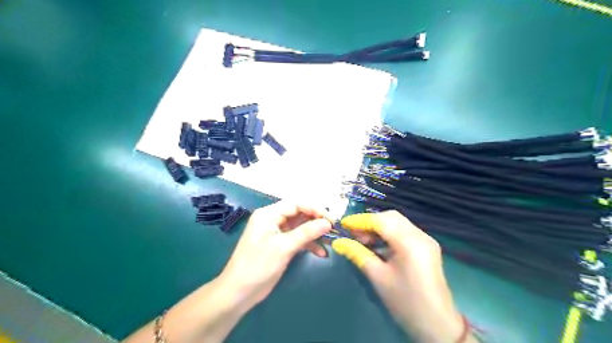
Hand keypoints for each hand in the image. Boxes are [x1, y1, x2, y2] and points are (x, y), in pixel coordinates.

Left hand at [220, 201, 331, 310]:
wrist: (240, 292)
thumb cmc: (259, 265)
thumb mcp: (284, 247)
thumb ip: (307, 232)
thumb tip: (327, 223)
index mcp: (269, 214)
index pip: (296, 204)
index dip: (314, 209)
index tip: (331, 220)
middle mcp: (273, 219)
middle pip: (299, 215)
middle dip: (316, 222)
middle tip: (333, 230)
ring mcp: (276, 232)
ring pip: (300, 227)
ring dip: (314, 234)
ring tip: (330, 241)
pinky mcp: (280, 245)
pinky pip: (297, 239)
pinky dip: (308, 244)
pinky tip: (321, 253)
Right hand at [333, 212, 469, 342]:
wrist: (437, 325)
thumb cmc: (405, 303)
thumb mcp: (378, 277)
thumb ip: (357, 254)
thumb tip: (338, 242)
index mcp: (410, 243)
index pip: (381, 221)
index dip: (360, 220)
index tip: (343, 224)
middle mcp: (420, 235)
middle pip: (391, 217)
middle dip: (369, 222)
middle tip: (353, 233)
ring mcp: (426, 240)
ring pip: (397, 222)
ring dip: (378, 226)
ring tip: (362, 239)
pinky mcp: (426, 246)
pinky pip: (404, 231)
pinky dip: (388, 233)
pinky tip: (377, 244)